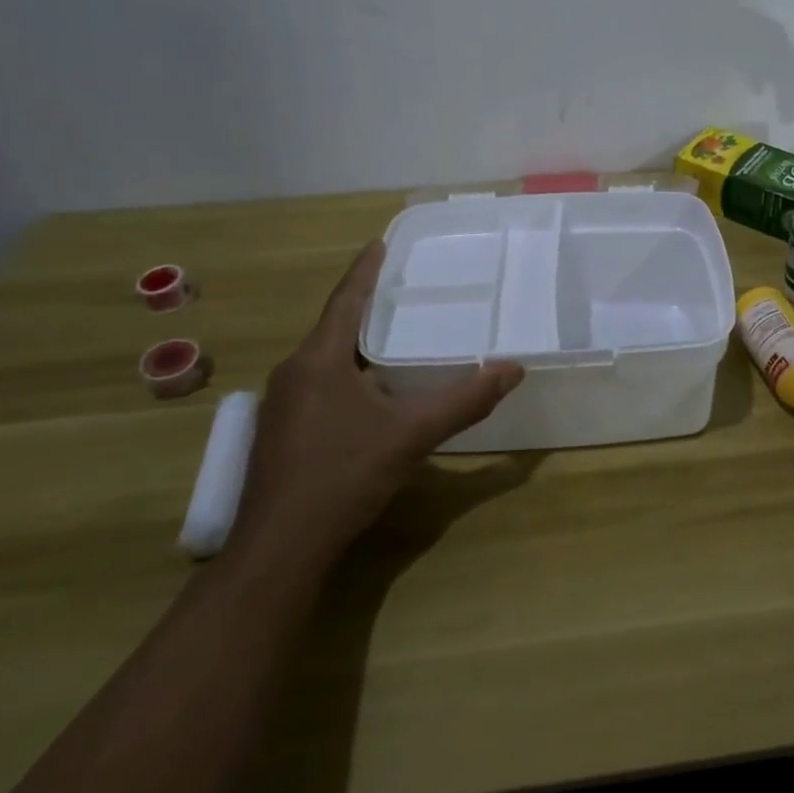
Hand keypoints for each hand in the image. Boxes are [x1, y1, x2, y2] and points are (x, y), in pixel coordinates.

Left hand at [227, 241, 524, 580]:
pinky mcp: (280, 434)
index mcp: (318, 361)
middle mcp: (293, 374)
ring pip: (325, 360)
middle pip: (334, 328)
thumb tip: (514, 370)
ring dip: (357, 344)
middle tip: (403, 290)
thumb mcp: (411, 435)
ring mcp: (280, 406)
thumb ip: (464, 401)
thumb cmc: (343, 476)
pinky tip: (371, 393)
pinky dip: (346, 375)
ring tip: (394, 336)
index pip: (345, 300)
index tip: (379, 242)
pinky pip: (318, 386)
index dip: (365, 270)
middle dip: (366, 307)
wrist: (279, 549)